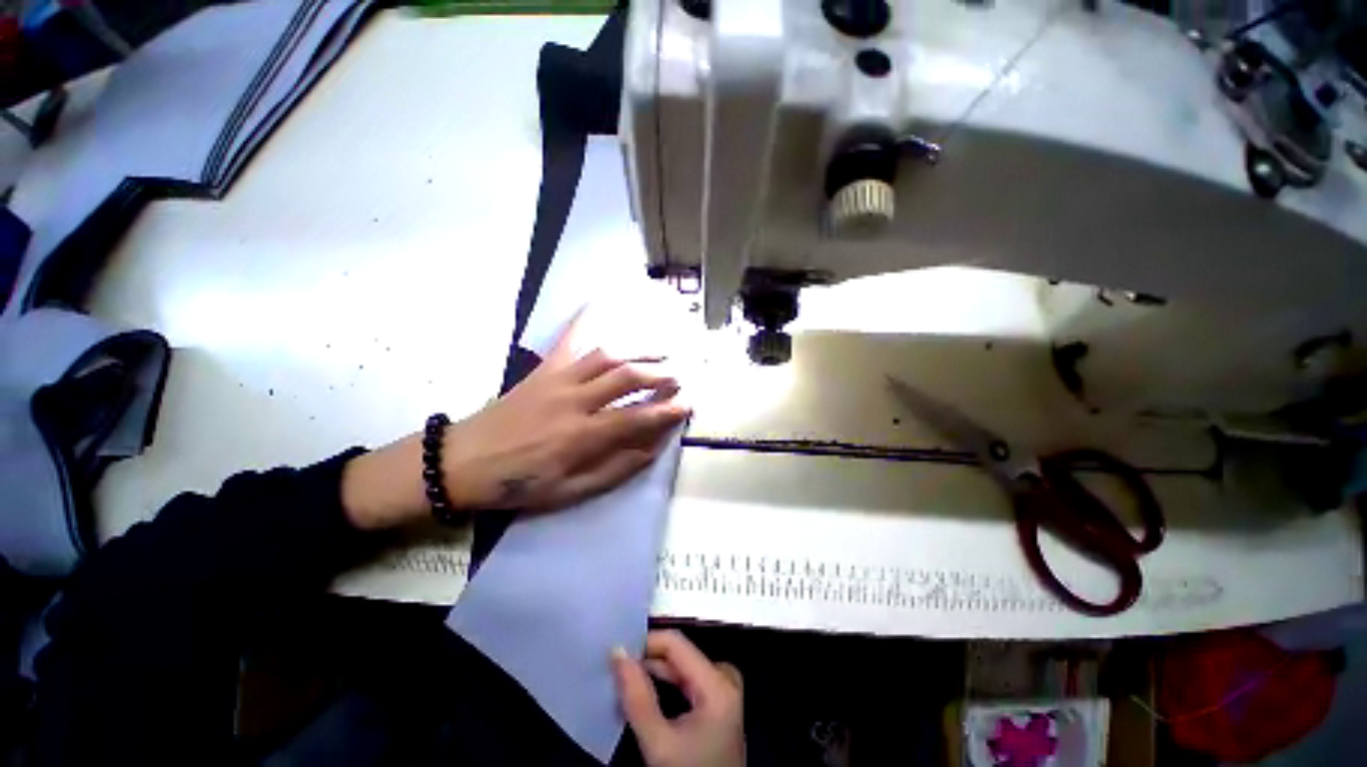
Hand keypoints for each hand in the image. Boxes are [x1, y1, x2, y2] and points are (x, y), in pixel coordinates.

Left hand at [440, 321, 688, 511]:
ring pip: (608, 355)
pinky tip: (602, 305)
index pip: (637, 418)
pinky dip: (587, 319)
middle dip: (661, 375)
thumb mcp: (570, 492)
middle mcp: (574, 401)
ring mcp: (558, 379)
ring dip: (640, 351)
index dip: (667, 410)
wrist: (464, 461)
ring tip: (663, 351)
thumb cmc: (519, 483)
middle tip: (681, 377)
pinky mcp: (544, 369)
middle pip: (627, 377)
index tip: (689, 404)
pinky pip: (570, 339)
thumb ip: (615, 469)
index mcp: (581, 437)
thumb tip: (652, 448)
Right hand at [613, 630, 744, 766]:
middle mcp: (725, 677)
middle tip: (616, 669)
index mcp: (718, 681)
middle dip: (647, 660)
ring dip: (653, 672)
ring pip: (682, 667)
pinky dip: (665, 685)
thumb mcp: (659, 744)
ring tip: (625, 680)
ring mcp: (724, 690)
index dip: (644, 643)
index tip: (617, 654)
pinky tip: (644, 693)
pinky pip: (688, 681)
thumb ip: (637, 698)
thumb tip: (618, 654)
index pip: (675, 643)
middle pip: (679, 654)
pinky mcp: (719, 703)